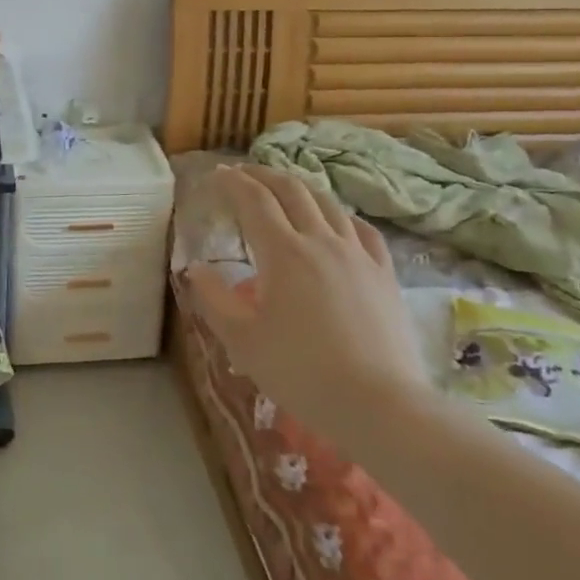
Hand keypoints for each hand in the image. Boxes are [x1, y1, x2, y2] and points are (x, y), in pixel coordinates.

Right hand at [183, 165, 426, 430]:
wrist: (381, 405)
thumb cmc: (302, 373)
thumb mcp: (243, 341)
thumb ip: (214, 299)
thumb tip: (195, 268)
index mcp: (283, 252)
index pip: (253, 200)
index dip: (232, 182)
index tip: (215, 175)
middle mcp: (320, 240)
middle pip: (290, 190)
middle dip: (262, 175)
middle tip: (242, 174)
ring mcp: (357, 254)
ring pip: (327, 202)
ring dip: (299, 187)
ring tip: (283, 190)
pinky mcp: (383, 272)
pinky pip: (360, 228)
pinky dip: (338, 214)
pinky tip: (335, 220)